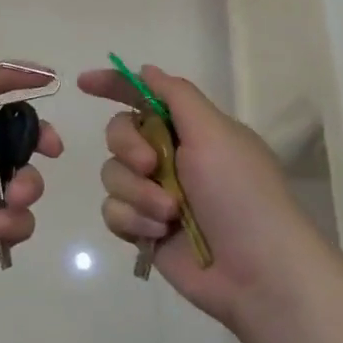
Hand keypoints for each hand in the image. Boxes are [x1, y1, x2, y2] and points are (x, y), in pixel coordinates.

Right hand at [77, 64, 320, 334]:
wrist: (258, 272)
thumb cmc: (241, 194)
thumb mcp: (215, 133)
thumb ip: (176, 96)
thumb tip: (146, 70)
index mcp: (190, 130)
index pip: (144, 96)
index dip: (114, 85)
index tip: (84, 83)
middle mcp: (170, 157)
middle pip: (119, 133)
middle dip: (128, 147)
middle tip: (151, 165)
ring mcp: (154, 194)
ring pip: (112, 174)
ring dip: (137, 192)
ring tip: (168, 214)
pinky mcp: (143, 229)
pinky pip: (113, 211)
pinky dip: (133, 220)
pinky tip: (158, 235)